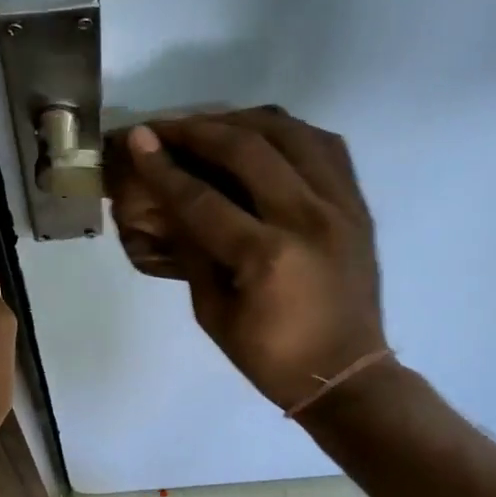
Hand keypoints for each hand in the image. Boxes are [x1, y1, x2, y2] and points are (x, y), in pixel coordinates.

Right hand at [117, 107, 386, 412]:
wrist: (346, 374)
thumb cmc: (271, 358)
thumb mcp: (214, 315)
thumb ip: (194, 254)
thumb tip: (172, 207)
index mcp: (266, 256)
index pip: (202, 198)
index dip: (164, 167)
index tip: (138, 139)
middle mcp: (306, 218)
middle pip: (247, 149)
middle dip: (198, 130)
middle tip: (165, 127)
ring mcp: (339, 206)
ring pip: (291, 134)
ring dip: (243, 121)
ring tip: (211, 126)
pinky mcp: (358, 205)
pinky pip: (325, 146)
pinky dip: (288, 133)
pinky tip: (263, 139)